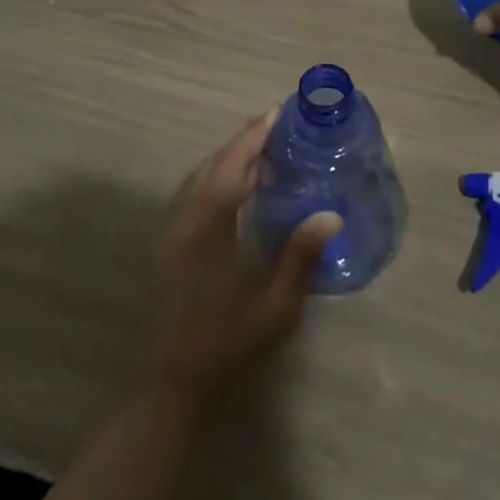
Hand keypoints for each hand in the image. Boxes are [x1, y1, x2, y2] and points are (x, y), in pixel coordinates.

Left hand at [149, 112, 340, 404]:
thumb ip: (300, 259)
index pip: (230, 170)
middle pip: (212, 167)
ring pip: (198, 178)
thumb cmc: (228, 348)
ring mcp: (171, 234)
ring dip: (227, 157)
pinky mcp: (168, 246)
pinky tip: (236, 186)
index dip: (253, 138)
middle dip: (242, 141)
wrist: (174, 386)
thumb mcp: (274, 311)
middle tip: (275, 124)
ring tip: (261, 148)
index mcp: (207, 233)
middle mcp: (183, 224)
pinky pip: (192, 194)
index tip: (276, 114)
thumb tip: (330, 216)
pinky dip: (215, 176)